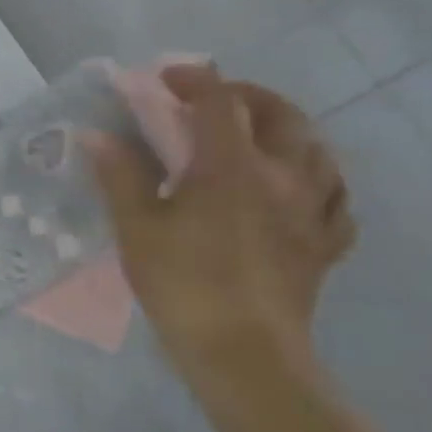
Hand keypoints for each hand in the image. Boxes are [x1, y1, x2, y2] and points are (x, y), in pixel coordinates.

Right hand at [88, 64, 355, 415]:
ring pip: (318, 151)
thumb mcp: (136, 227)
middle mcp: (283, 177)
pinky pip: (335, 198)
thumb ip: (119, 175)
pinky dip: (316, 180)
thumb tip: (97, 136)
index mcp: (232, 167)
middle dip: (248, 96)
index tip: (165, 78)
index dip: (193, 80)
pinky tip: (298, 190)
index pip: (219, 102)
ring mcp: (313, 211)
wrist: (244, 353)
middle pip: (281, 115)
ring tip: (259, 136)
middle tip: (215, 100)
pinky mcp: (325, 244)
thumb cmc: (183, 283)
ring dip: (288, 131)